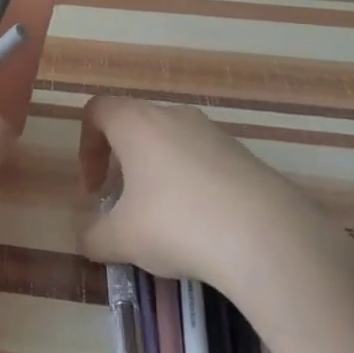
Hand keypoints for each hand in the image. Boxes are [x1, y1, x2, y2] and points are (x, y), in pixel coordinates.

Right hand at [76, 95, 300, 283]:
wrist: (268, 237)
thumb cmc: (177, 223)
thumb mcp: (123, 239)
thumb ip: (95, 238)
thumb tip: (86, 241)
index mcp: (136, 123)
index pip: (97, 110)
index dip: (86, 145)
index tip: (95, 187)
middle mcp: (173, 116)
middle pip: (136, 125)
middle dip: (124, 162)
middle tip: (125, 204)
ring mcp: (214, 133)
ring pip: (173, 143)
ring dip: (160, 174)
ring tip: (166, 220)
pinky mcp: (246, 156)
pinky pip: (206, 161)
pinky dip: (194, 185)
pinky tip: (204, 227)